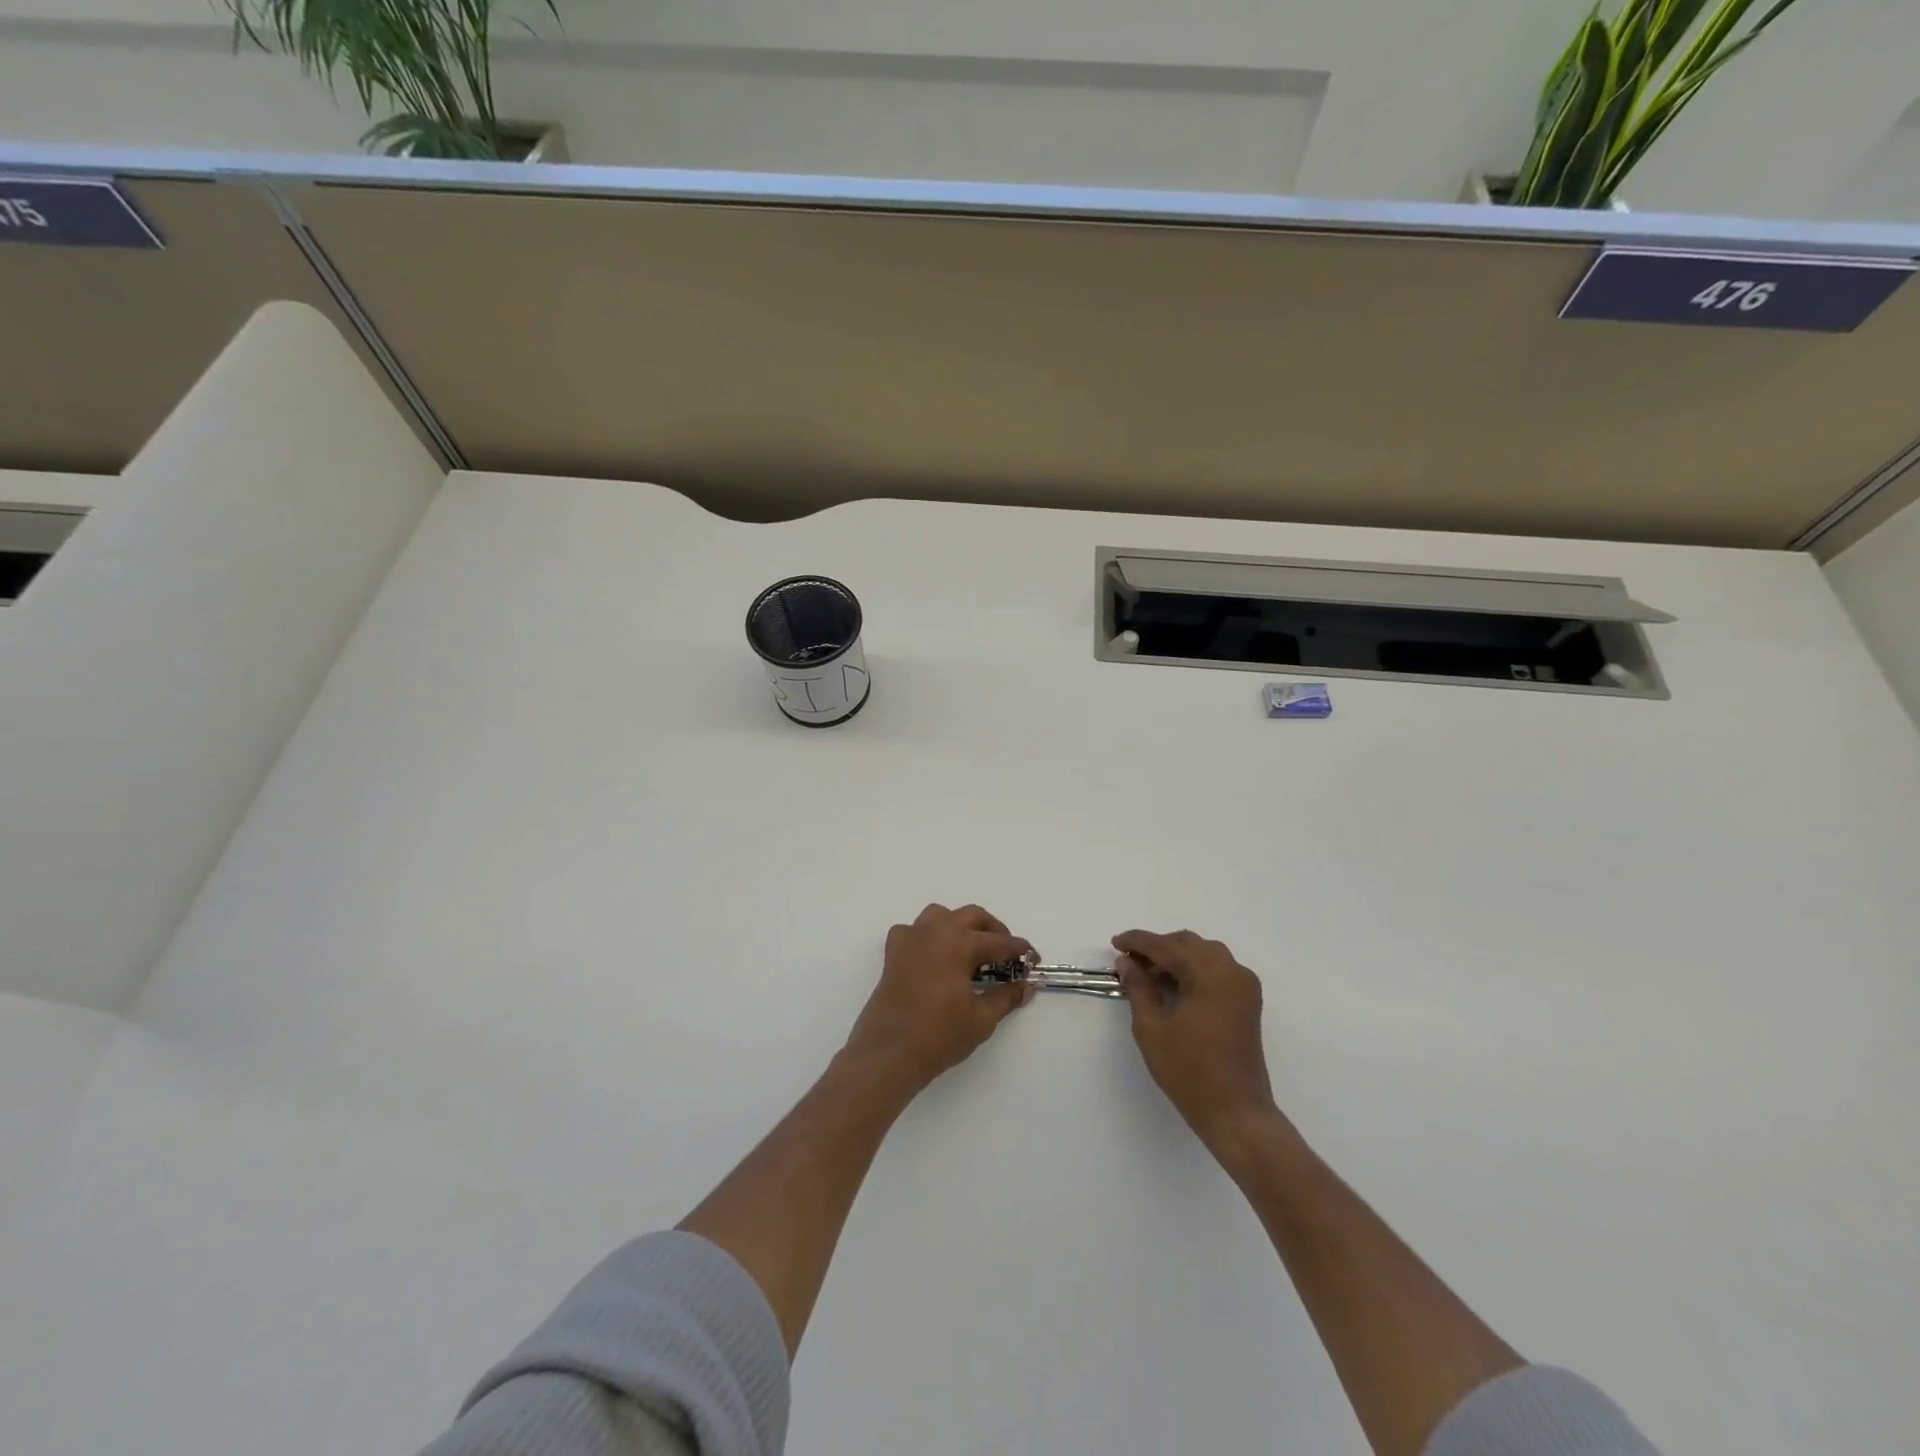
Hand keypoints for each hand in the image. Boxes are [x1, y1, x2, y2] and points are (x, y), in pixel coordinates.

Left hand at [844, 904, 1034, 1095]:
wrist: (889, 1053)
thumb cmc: (939, 1035)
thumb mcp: (982, 1019)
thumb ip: (1006, 997)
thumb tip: (1026, 986)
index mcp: (959, 943)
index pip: (999, 942)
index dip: (1019, 951)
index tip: (1033, 960)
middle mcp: (934, 931)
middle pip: (972, 917)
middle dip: (994, 931)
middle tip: (1006, 955)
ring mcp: (911, 939)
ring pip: (941, 915)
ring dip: (961, 926)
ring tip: (972, 950)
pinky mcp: (893, 953)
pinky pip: (914, 931)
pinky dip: (928, 936)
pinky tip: (935, 957)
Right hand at [1114, 929, 1277, 1159]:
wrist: (1236, 1111)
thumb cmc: (1188, 1070)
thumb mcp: (1151, 1027)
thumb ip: (1138, 987)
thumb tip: (1126, 962)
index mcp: (1208, 973)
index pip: (1166, 946)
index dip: (1138, 942)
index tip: (1115, 943)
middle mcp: (1231, 970)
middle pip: (1188, 943)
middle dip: (1157, 947)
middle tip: (1130, 961)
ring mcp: (1243, 985)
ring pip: (1204, 953)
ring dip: (1176, 956)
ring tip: (1149, 973)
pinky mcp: (1247, 1001)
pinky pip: (1218, 969)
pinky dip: (1194, 968)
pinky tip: (1174, 984)